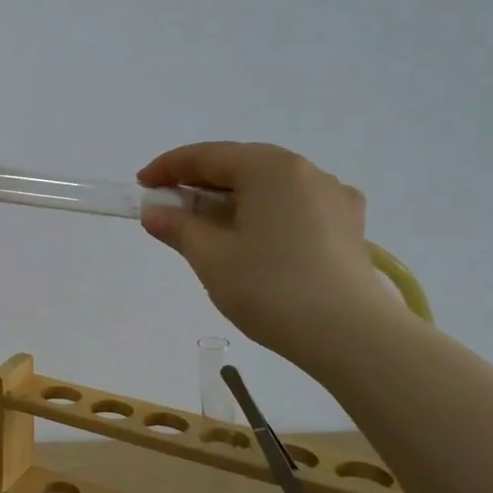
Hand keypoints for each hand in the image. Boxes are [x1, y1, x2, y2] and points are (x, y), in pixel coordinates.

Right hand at [136, 142, 395, 364]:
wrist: (352, 337)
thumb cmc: (271, 288)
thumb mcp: (211, 257)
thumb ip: (178, 228)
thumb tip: (155, 212)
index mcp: (270, 168)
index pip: (207, 156)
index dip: (168, 168)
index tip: (141, 184)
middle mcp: (305, 171)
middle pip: (240, 166)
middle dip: (200, 184)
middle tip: (168, 206)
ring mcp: (333, 197)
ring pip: (269, 187)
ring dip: (231, 200)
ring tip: (206, 226)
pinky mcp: (348, 226)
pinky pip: (294, 206)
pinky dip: (264, 213)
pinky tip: (254, 235)